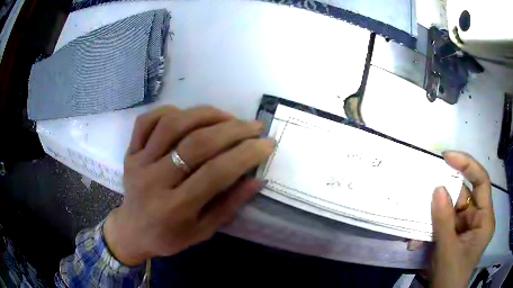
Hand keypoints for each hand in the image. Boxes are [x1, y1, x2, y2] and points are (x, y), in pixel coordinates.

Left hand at [103, 106, 274, 264]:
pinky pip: (147, 121)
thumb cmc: (169, 237)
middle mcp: (154, 181)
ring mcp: (138, 162)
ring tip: (227, 117)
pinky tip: (188, 115)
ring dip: (205, 114)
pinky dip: (169, 111)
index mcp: (175, 208)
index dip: (246, 154)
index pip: (216, 173)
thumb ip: (229, 206)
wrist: (132, 231)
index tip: (267, 144)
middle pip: (196, 144)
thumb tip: (256, 179)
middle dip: (232, 130)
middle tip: (254, 126)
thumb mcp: (203, 231)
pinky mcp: (130, 151)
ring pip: (172, 124)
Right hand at [430, 151, 494, 287]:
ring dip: (433, 216)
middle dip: (444, 196)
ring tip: (417, 224)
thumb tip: (437, 188)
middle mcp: (478, 218)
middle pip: (464, 196)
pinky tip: (417, 240)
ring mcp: (466, 227)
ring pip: (451, 209)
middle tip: (425, 189)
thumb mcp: (447, 251)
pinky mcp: (455, 234)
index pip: (481, 182)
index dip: (467, 165)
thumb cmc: (450, 277)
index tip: (447, 156)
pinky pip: (443, 223)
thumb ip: (443, 221)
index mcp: (484, 220)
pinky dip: (430, 228)